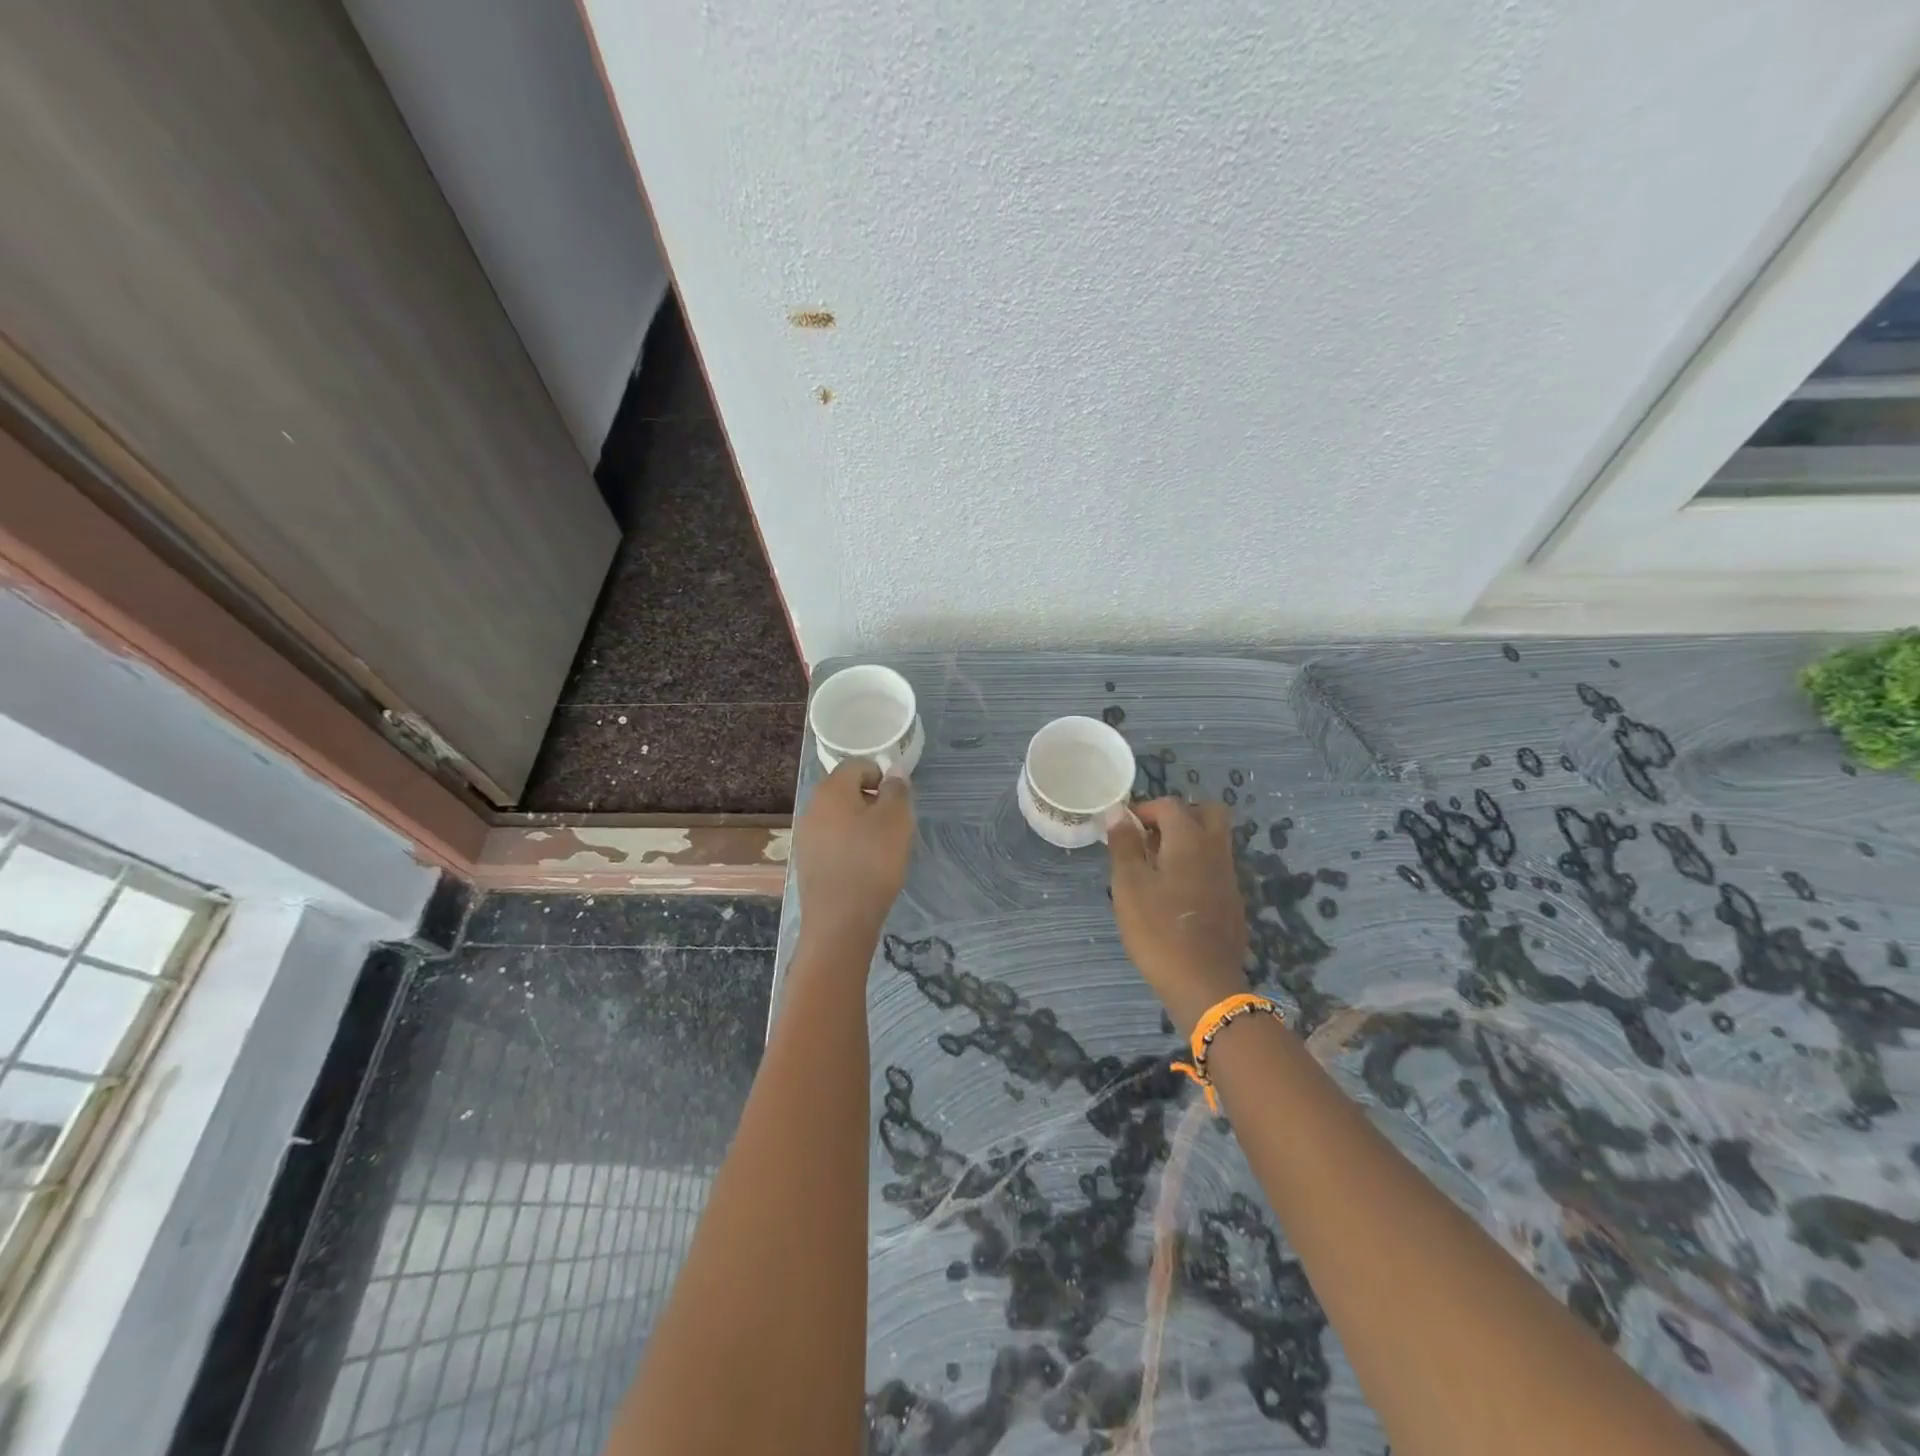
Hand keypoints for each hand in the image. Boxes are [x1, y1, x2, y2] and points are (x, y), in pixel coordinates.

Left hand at [795, 759, 914, 943]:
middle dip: (871, 801)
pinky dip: (848, 845)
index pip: (857, 765)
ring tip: (880, 848)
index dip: (881, 776)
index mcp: (831, 790)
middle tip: (893, 825)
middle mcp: (811, 807)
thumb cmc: (872, 862)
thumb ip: (896, 789)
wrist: (840, 920)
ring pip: (838, 817)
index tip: (897, 801)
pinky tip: (863, 866)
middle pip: (845, 790)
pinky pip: (831, 840)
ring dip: (860, 824)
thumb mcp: (896, 820)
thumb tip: (893, 770)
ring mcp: (805, 835)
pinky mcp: (806, 861)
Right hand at [1107, 797, 1250, 1032]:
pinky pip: (1215, 868)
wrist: (1204, 984)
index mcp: (1190, 840)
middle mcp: (1215, 851)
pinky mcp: (1232, 903)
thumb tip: (1118, 813)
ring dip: (1187, 842)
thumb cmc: (1157, 929)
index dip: (1144, 809)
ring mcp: (1229, 878)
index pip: (1170, 805)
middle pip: (1206, 812)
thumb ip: (1124, 845)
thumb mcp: (1129, 885)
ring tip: (1155, 868)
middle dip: (1178, 816)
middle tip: (1150, 838)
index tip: (1123, 829)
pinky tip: (1174, 895)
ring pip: (1213, 841)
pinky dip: (1196, 867)